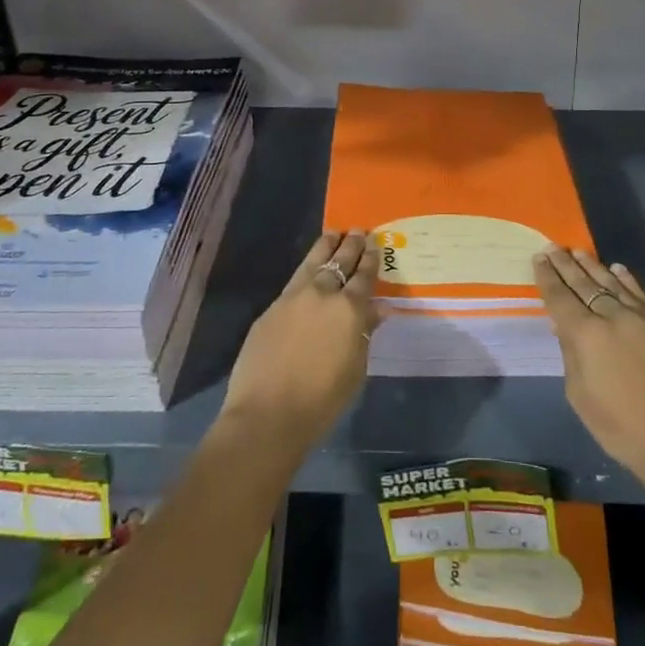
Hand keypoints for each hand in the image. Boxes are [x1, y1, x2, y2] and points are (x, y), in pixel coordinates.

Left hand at [221, 230, 379, 448]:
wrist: (267, 413)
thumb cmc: (322, 400)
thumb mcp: (355, 370)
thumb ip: (365, 334)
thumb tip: (377, 310)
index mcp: (349, 309)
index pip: (364, 277)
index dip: (370, 260)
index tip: (375, 244)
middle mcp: (322, 294)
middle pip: (339, 262)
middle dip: (351, 246)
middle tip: (358, 231)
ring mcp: (293, 298)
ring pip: (313, 262)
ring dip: (325, 247)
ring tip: (333, 233)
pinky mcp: (271, 309)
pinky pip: (294, 280)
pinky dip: (306, 269)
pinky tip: (308, 269)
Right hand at [535, 246, 644, 498]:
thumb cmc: (621, 428)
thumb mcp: (580, 396)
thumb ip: (570, 354)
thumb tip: (565, 327)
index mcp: (586, 335)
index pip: (560, 297)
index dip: (547, 277)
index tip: (539, 258)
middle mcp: (613, 316)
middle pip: (584, 283)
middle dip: (565, 265)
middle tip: (553, 247)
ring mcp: (643, 318)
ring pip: (612, 283)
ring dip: (592, 266)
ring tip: (578, 251)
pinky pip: (640, 295)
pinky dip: (626, 280)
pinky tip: (617, 269)